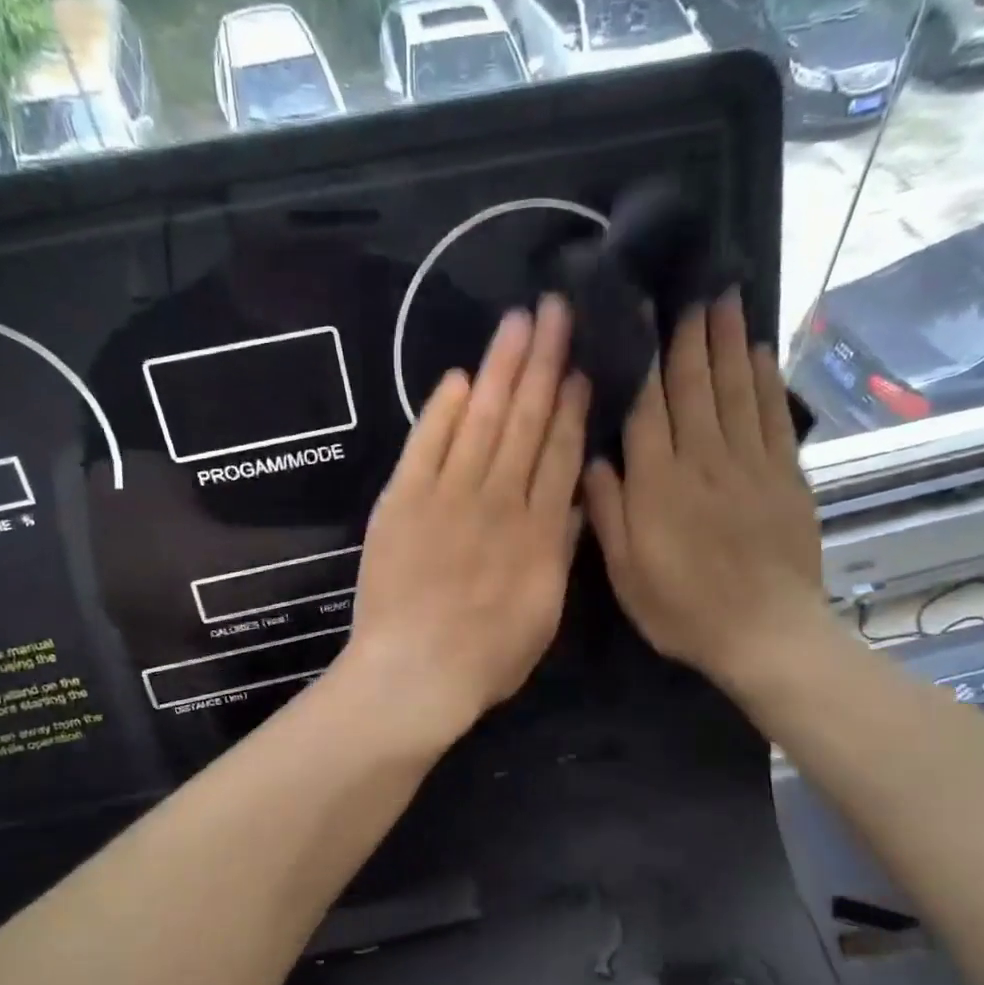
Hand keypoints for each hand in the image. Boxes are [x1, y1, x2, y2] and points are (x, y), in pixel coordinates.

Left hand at [340, 296, 589, 743]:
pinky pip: (425, 444)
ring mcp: (447, 496)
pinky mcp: (402, 501)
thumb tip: (575, 498)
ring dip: (500, 368)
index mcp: (539, 529)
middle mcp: (498, 500)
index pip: (560, 452)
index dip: (571, 405)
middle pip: (525, 420)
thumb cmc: (487, 658)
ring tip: (518, 322)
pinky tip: (458, 379)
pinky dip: (440, 411)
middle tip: (555, 310)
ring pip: (481, 420)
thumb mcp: (545, 613)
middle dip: (543, 362)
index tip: (580, 366)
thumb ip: (561, 551)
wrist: (415, 674)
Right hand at [585, 291, 830, 709]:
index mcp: (659, 484)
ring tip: (725, 298)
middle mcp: (704, 460)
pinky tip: (761, 352)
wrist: (766, 635)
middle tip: (691, 285)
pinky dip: (767, 381)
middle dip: (691, 334)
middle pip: (695, 385)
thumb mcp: (626, 573)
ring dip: (729, 342)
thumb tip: (594, 457)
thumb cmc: (684, 609)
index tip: (641, 311)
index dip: (644, 355)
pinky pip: (774, 417)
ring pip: (736, 390)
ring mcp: (750, 465)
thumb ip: (608, 512)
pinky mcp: (785, 477)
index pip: (648, 405)